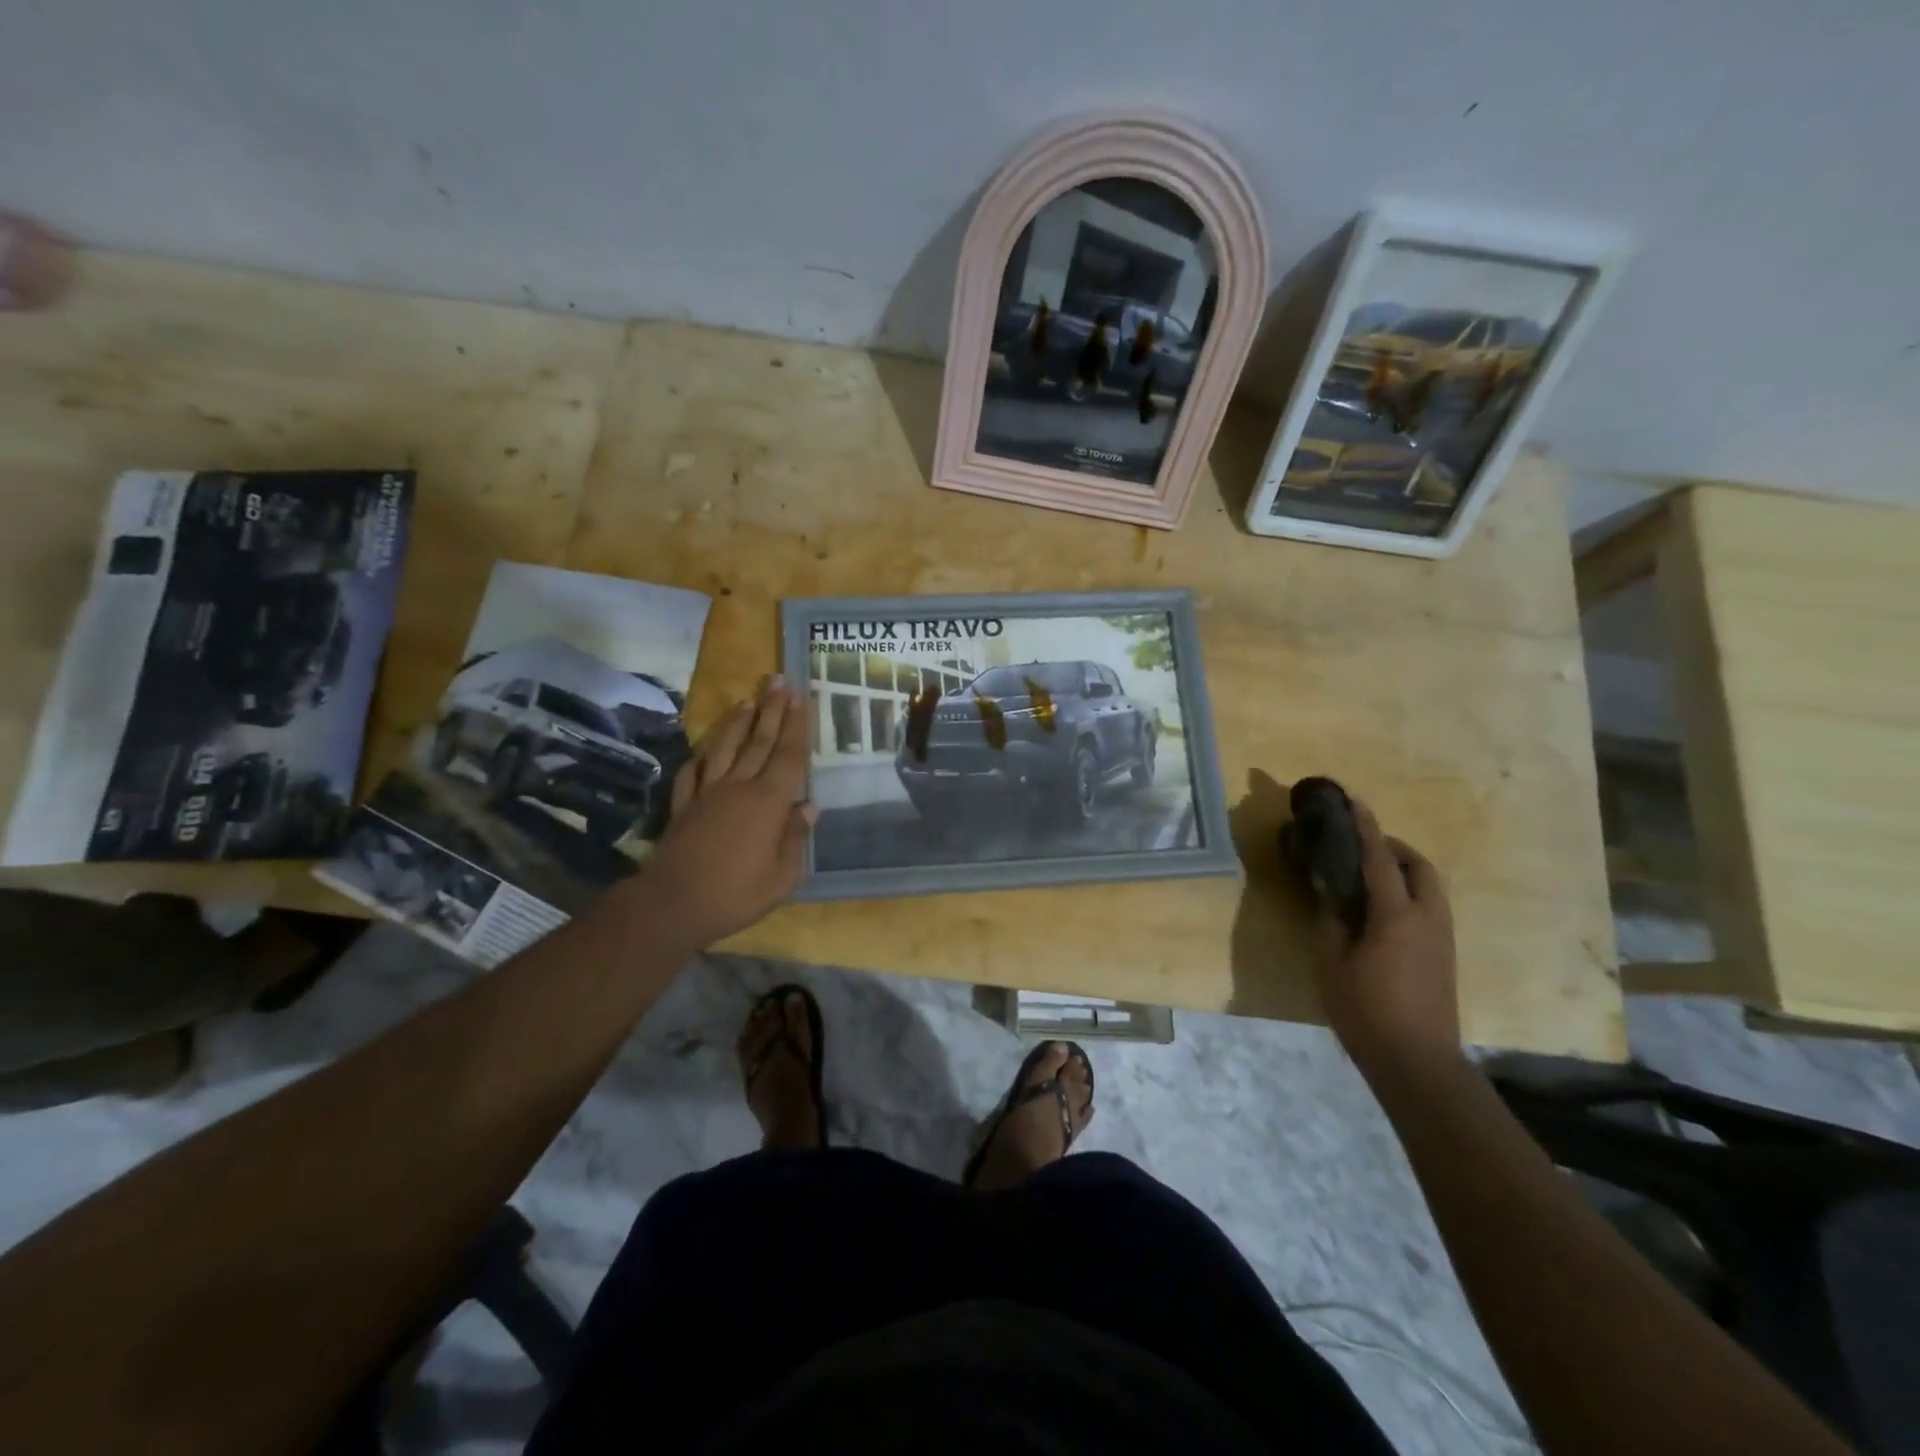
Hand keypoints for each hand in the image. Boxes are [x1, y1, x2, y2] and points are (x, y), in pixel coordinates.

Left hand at [641, 677, 815, 951]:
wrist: (673, 905)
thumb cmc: (736, 894)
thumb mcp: (782, 876)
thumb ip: (796, 838)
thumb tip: (808, 806)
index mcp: (768, 802)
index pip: (789, 756)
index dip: (797, 726)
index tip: (801, 697)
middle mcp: (738, 787)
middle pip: (758, 742)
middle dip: (771, 710)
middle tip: (778, 681)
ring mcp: (707, 794)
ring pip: (724, 749)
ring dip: (737, 723)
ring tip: (746, 700)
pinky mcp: (684, 806)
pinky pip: (692, 773)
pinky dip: (700, 758)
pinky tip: (704, 752)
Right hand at [1310, 800, 1460, 1080]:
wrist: (1418, 1062)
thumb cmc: (1366, 1010)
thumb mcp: (1331, 962)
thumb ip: (1331, 919)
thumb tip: (1329, 890)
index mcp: (1396, 915)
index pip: (1380, 859)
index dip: (1366, 827)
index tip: (1353, 801)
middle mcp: (1428, 918)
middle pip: (1419, 866)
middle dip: (1393, 847)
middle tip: (1361, 846)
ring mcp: (1442, 937)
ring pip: (1431, 887)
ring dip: (1404, 870)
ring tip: (1370, 875)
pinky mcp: (1445, 955)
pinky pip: (1431, 906)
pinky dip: (1410, 892)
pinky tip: (1383, 910)